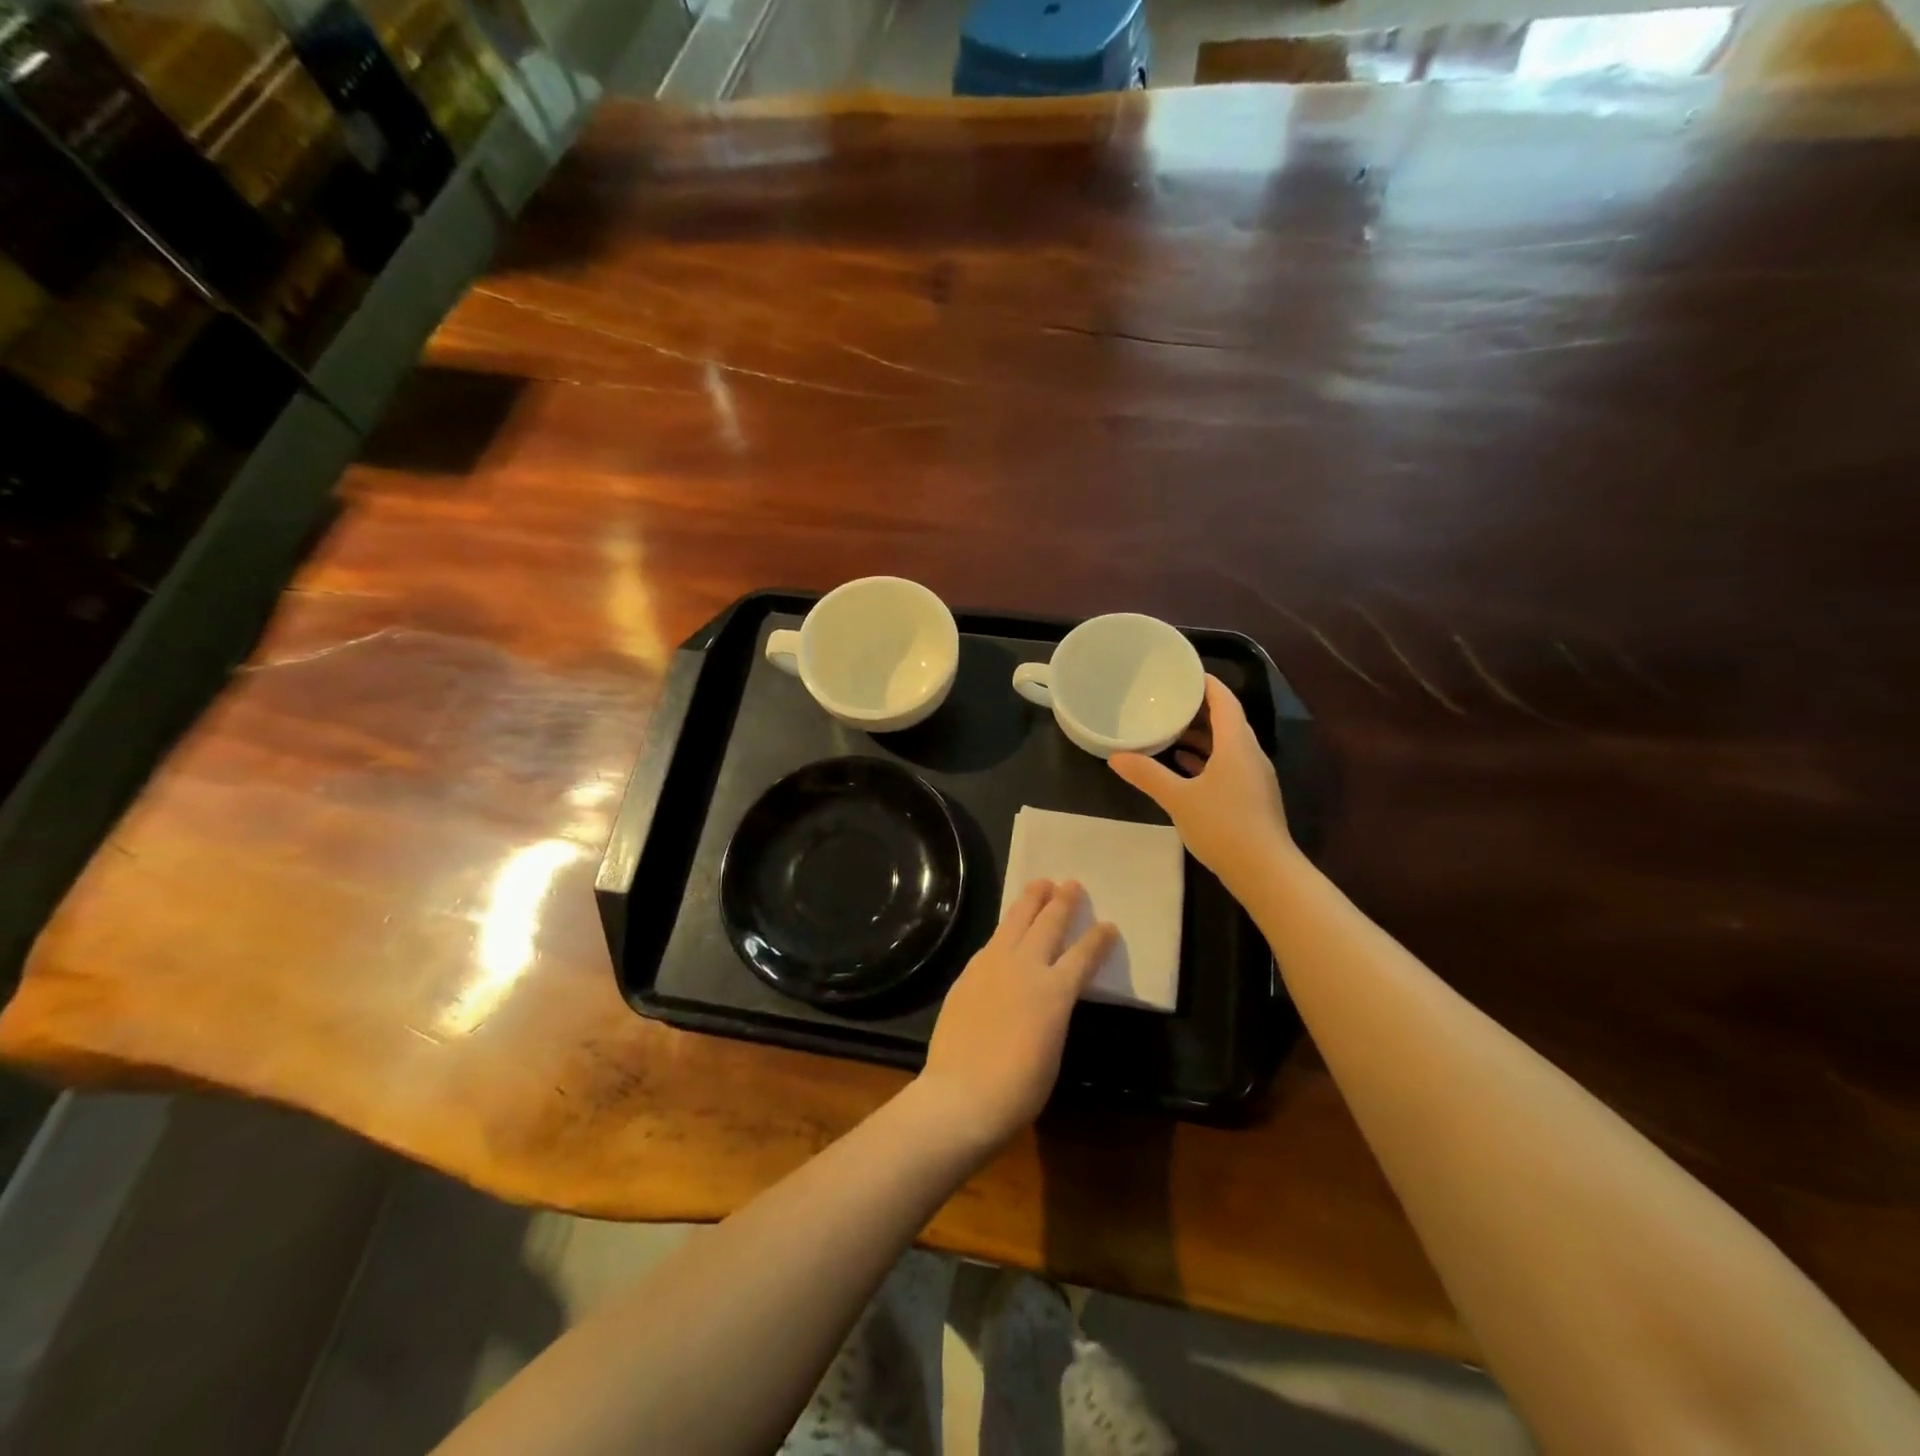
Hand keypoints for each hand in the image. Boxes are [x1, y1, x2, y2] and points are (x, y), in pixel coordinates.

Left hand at [915, 880, 1113, 1154]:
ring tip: (1041, 884)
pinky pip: (993, 941)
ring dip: (1031, 900)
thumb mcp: (1052, 1048)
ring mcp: (993, 965)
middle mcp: (1026, 967)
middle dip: (1063, 902)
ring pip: (1016, 920)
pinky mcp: (969, 972)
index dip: (1098, 939)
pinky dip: (1006, 928)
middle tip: (1072, 885)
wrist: (962, 1094)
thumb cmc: (1019, 1088)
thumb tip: (1049, 996)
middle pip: (1048, 923)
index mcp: (1055, 992)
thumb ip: (1054, 1011)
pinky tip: (1008, 928)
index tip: (1109, 925)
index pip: (1084, 955)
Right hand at [1110, 675, 1295, 895]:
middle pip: (1227, 720)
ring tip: (1169, 729)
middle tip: (1167, 699)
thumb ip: (1147, 775)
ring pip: (1227, 744)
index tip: (1183, 672)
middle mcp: (1249, 754)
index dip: (1206, 683)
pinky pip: (1228, 764)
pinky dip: (1207, 758)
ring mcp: (1253, 777)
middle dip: (1199, 709)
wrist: (1264, 871)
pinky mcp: (1252, 797)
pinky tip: (1184, 765)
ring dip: (1202, 735)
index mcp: (1236, 744)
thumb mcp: (1178, 799)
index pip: (1224, 701)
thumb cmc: (1223, 825)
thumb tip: (1116, 757)